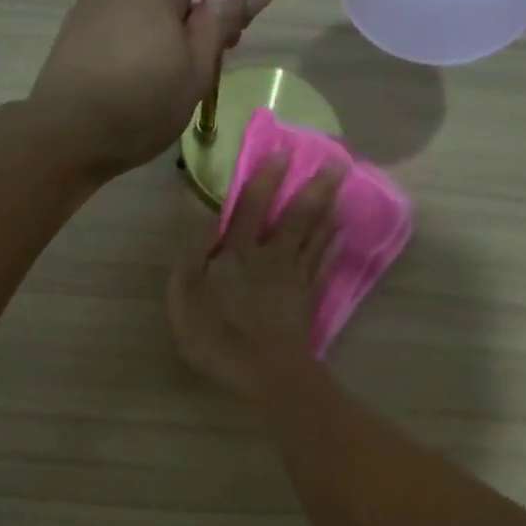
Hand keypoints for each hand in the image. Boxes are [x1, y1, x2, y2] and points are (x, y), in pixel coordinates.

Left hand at [27, 0, 273, 176]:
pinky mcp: (74, 31)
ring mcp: (90, 2)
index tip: (241, 26)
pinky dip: (142, 40)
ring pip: (146, 5)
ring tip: (180, 75)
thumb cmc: (142, 102)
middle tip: (215, 58)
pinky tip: (145, 78)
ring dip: (171, 29)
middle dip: (201, 11)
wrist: (65, 136)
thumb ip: (224, 20)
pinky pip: (122, 24)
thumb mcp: (196, 66)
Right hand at [168, 155, 343, 399]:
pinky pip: (322, 265)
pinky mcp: (307, 300)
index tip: (282, 152)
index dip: (266, 178)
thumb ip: (191, 248)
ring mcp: (294, 279)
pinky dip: (331, 246)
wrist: (265, 373)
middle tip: (337, 161)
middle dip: (315, 188)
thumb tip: (196, 205)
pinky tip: (339, 235)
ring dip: (326, 211)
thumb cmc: (218, 335)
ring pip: (315, 237)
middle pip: (297, 217)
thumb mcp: (185, 294)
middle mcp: (271, 257)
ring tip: (340, 189)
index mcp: (238, 252)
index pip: (253, 206)